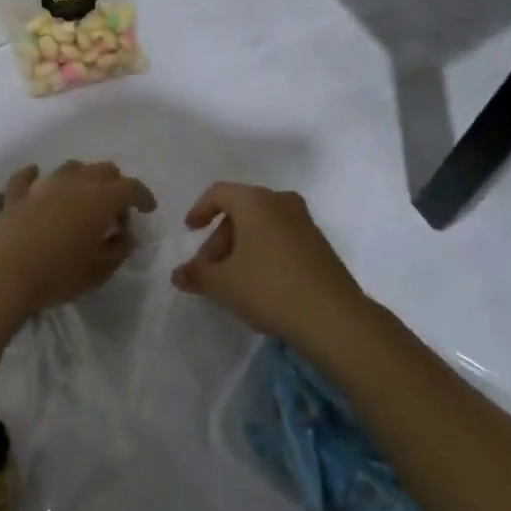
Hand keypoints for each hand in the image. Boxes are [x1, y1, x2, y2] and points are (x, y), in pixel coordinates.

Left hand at [0, 161, 157, 319]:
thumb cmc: (57, 274)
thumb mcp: (99, 271)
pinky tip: (37, 179)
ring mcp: (42, 186)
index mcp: (100, 199)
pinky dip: (36, 177)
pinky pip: (27, 177)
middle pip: (103, 170)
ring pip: (70, 168)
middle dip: (115, 185)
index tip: (148, 210)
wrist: (1, 273)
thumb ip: (118, 250)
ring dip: (82, 178)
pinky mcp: (15, 196)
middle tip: (116, 212)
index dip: (143, 196)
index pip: (131, 187)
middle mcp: (74, 183)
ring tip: (83, 199)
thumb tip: (126, 236)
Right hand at [173, 183, 368, 346]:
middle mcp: (281, 202)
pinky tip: (259, 284)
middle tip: (209, 269)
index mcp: (255, 201)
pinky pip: (281, 239)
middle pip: (240, 210)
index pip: (219, 193)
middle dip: (219, 238)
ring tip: (231, 280)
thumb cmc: (268, 287)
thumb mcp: (222, 284)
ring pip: (262, 226)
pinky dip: (263, 253)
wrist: (333, 317)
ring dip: (241, 247)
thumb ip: (196, 275)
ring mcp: (304, 223)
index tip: (190, 232)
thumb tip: (178, 274)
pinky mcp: (320, 245)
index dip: (200, 210)